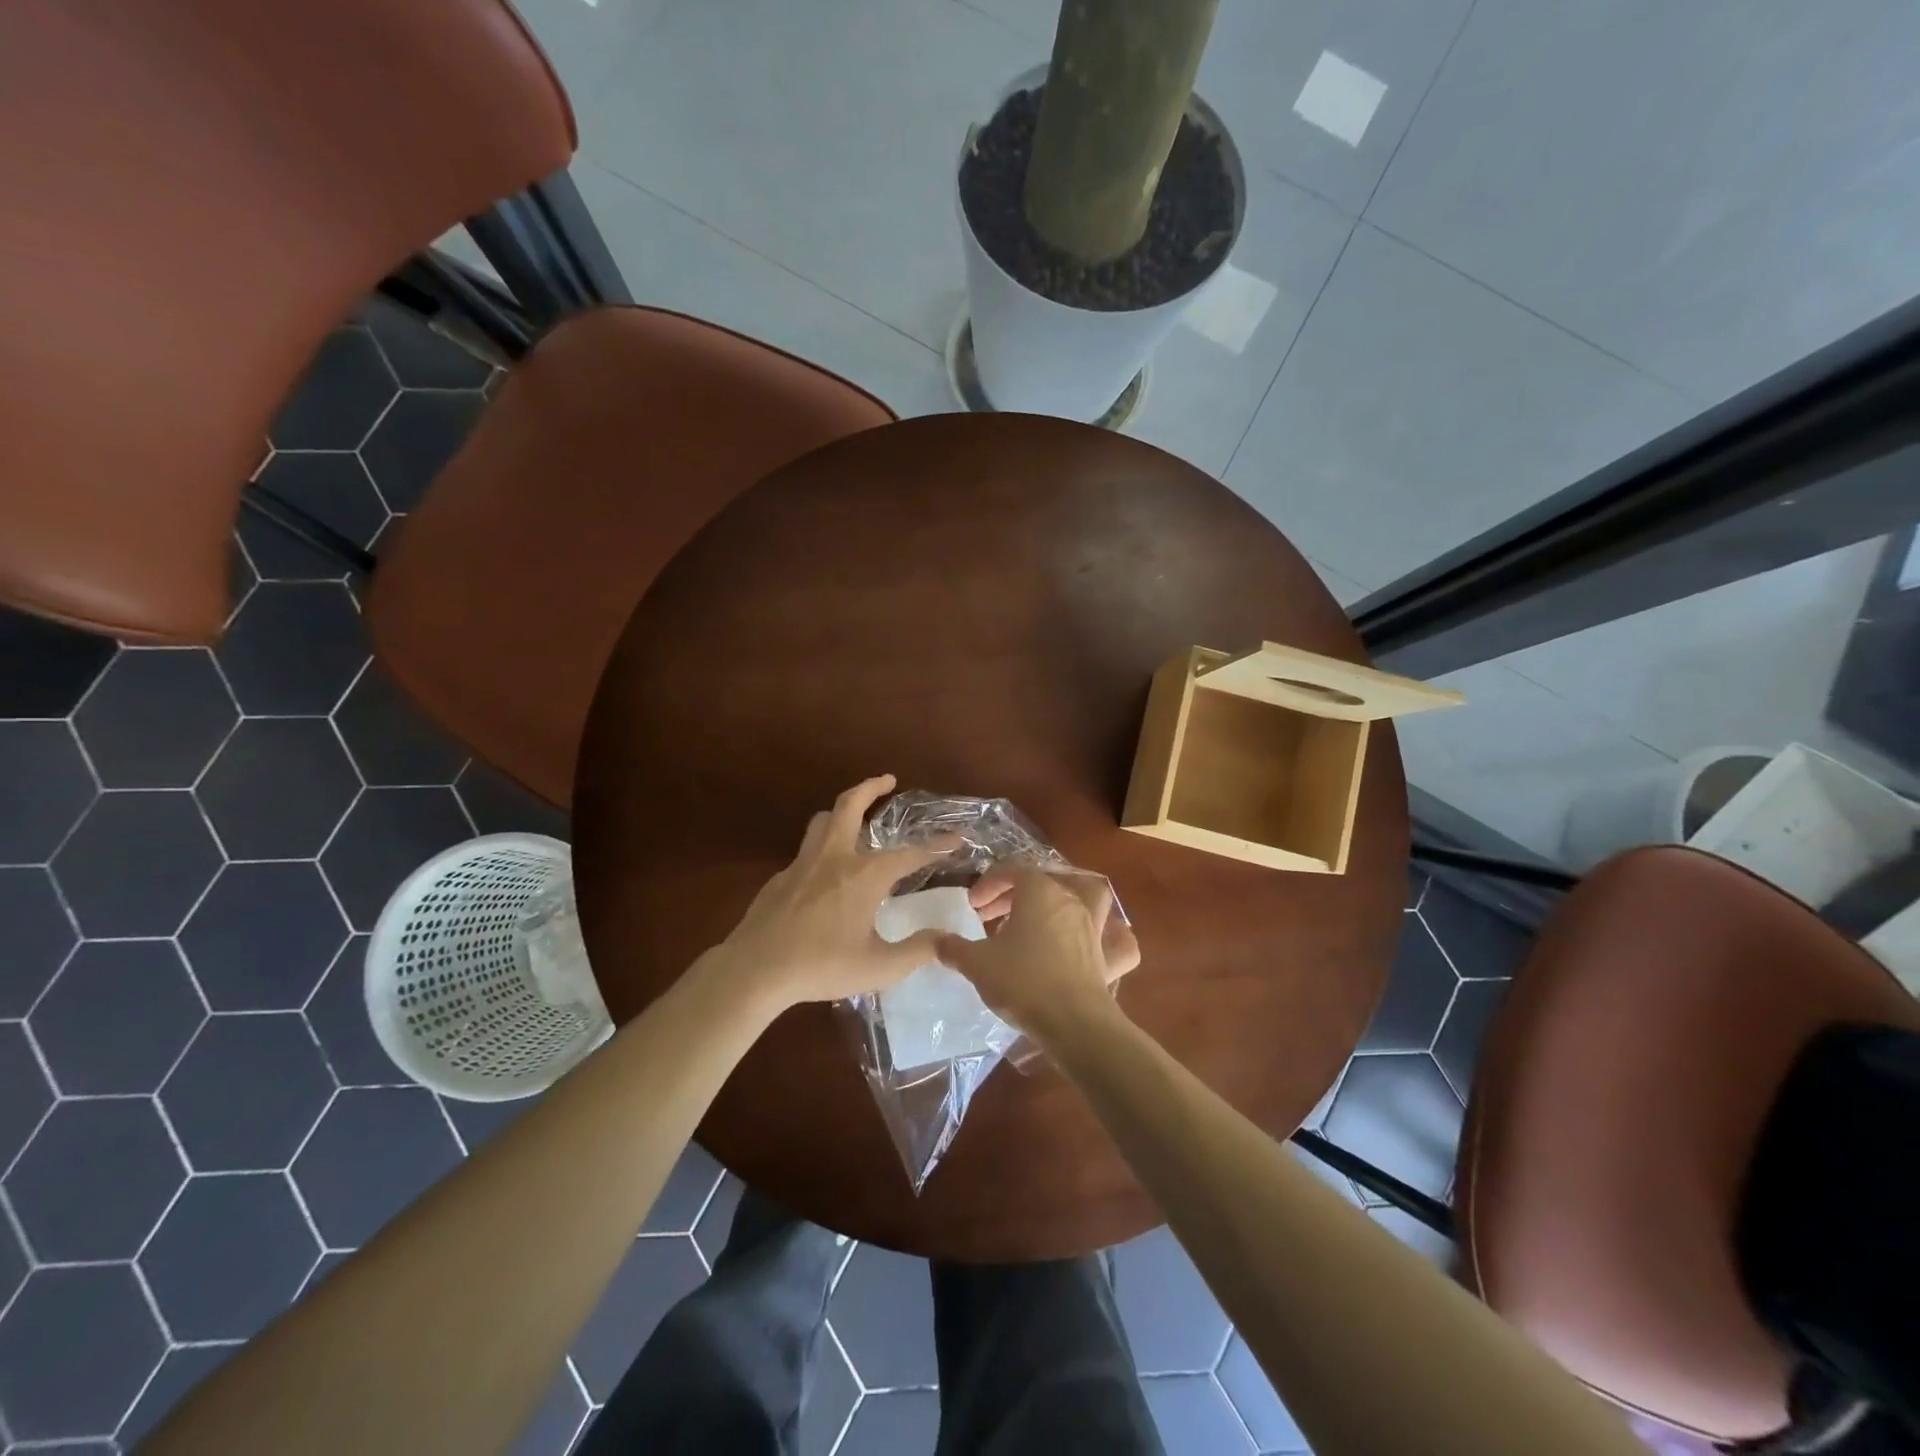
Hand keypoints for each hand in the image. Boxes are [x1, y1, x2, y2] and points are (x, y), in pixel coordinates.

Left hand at [709, 775, 953, 1009]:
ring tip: (855, 816)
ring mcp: (802, 864)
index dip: (936, 846)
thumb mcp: (879, 967)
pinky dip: (823, 847)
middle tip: (888, 779)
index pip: (909, 854)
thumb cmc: (821, 966)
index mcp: (863, 875)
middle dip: (871, 787)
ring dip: (842, 810)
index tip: (955, 838)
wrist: (755, 970)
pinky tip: (825, 873)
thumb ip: (917, 951)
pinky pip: (806, 851)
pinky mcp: (780, 878)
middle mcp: (834, 858)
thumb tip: (946, 939)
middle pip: (850, 805)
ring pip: (823, 821)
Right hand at [938, 868, 1139, 1041]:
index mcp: (1040, 893)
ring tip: (1048, 912)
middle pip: (1044, 882)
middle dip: (1015, 893)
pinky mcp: (1109, 957)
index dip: (989, 883)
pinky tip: (1097, 942)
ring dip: (1069, 897)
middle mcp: (1071, 901)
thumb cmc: (1022, 982)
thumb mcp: (977, 963)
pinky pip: (1116, 939)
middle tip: (992, 915)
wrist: (1073, 1023)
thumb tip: (933, 940)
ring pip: (1089, 896)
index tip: (972, 905)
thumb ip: (953, 948)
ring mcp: (1094, 927)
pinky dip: (1110, 935)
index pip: (1012, 871)